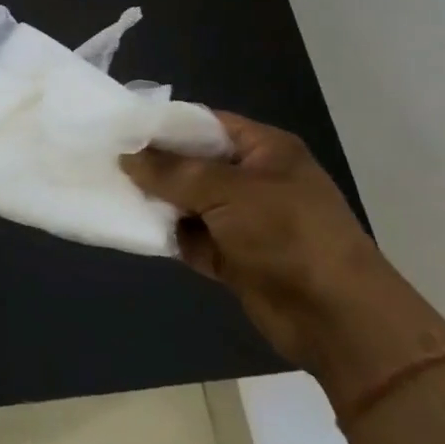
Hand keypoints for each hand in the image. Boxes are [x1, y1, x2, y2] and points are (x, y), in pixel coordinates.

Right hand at [121, 113, 444, 390]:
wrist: (339, 320)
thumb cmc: (288, 235)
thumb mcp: (227, 191)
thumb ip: (172, 172)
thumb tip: (126, 156)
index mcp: (264, 150)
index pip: (205, 123)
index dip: (164, 124)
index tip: (120, 127)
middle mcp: (253, 179)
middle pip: (193, 163)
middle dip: (153, 164)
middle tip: (105, 159)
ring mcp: (244, 220)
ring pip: (188, 201)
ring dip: (156, 201)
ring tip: (109, 190)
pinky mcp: (234, 257)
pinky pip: (191, 237)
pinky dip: (168, 235)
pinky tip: (132, 227)